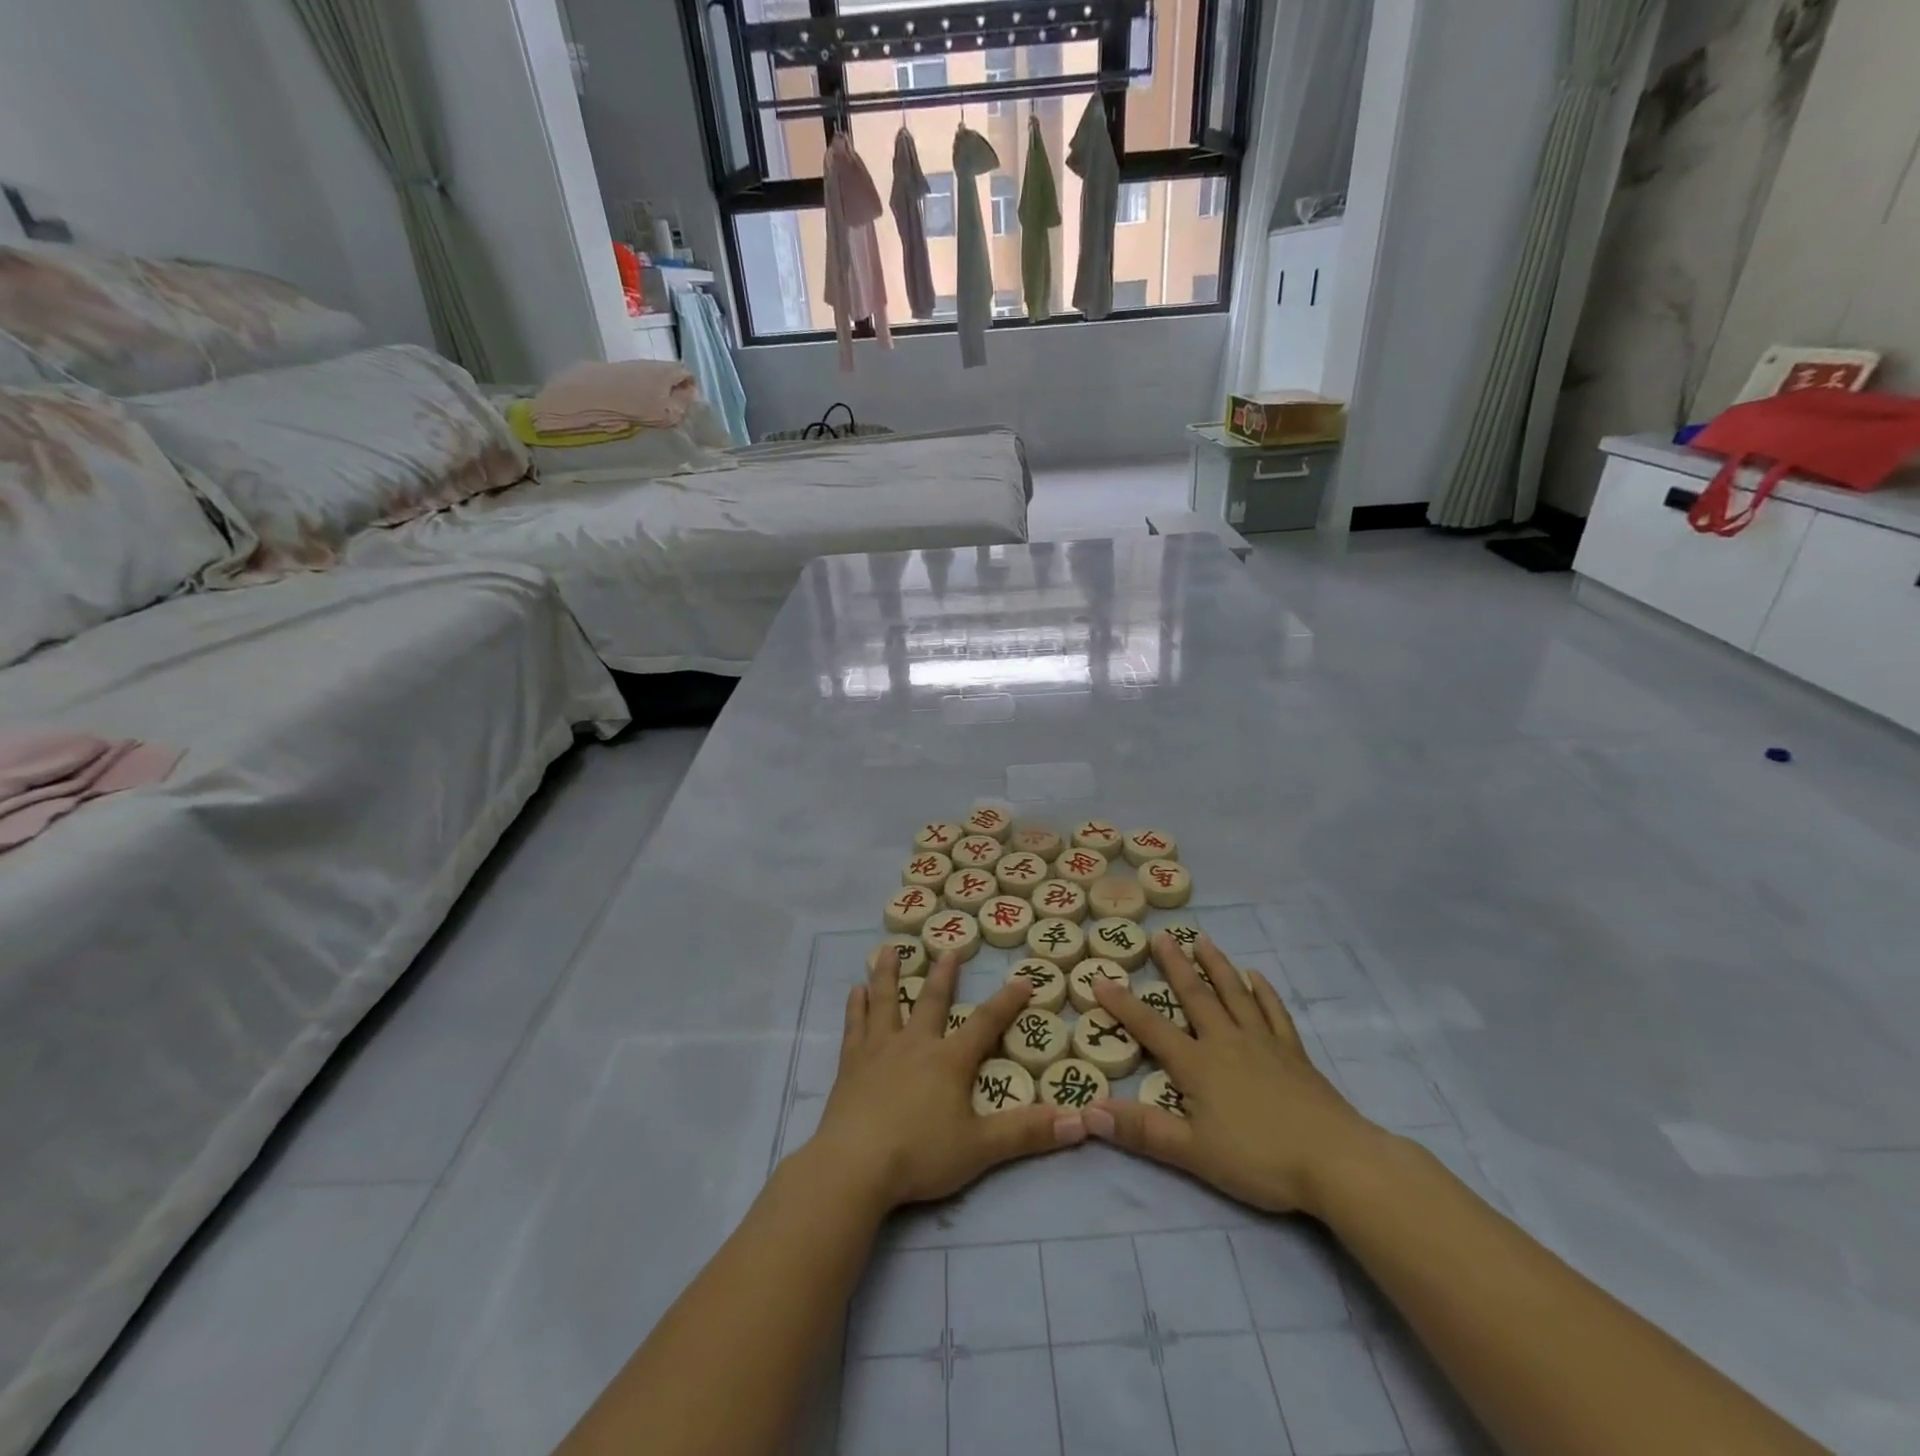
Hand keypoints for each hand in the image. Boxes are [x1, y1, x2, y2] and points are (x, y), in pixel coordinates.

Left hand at [806, 951, 1087, 1211]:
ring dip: (889, 974)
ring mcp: (879, 1051)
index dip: (1007, 1002)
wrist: (855, 1165)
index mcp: (949, 1060)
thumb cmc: (920, 1154)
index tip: (1023, 980)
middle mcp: (915, 1044)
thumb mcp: (981, 1148)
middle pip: (931, 1001)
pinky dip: (856, 1007)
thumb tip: (1080, 1121)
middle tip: (947, 949)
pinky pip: (855, 1027)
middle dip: (943, 975)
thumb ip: (1027, 1133)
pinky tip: (855, 991)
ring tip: (889, 949)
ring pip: (886, 1002)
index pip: (985, 1023)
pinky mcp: (851, 1065)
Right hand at [1087, 932, 1387, 1216]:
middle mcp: (1226, 1041)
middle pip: (1195, 996)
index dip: (1122, 1004)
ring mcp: (1263, 1043)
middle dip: (1175, 966)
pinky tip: (1256, 977)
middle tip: (1162, 936)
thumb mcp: (1192, 1152)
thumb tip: (1088, 1112)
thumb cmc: (1258, 1158)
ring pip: (1234, 994)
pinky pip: (1274, 1012)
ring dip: (1216, 966)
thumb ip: (1142, 1130)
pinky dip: (1263, 992)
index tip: (1100, 977)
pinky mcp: (1293, 1053)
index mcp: (1197, 1064)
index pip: (1150, 1027)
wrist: (1335, 1161)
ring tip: (1202, 940)